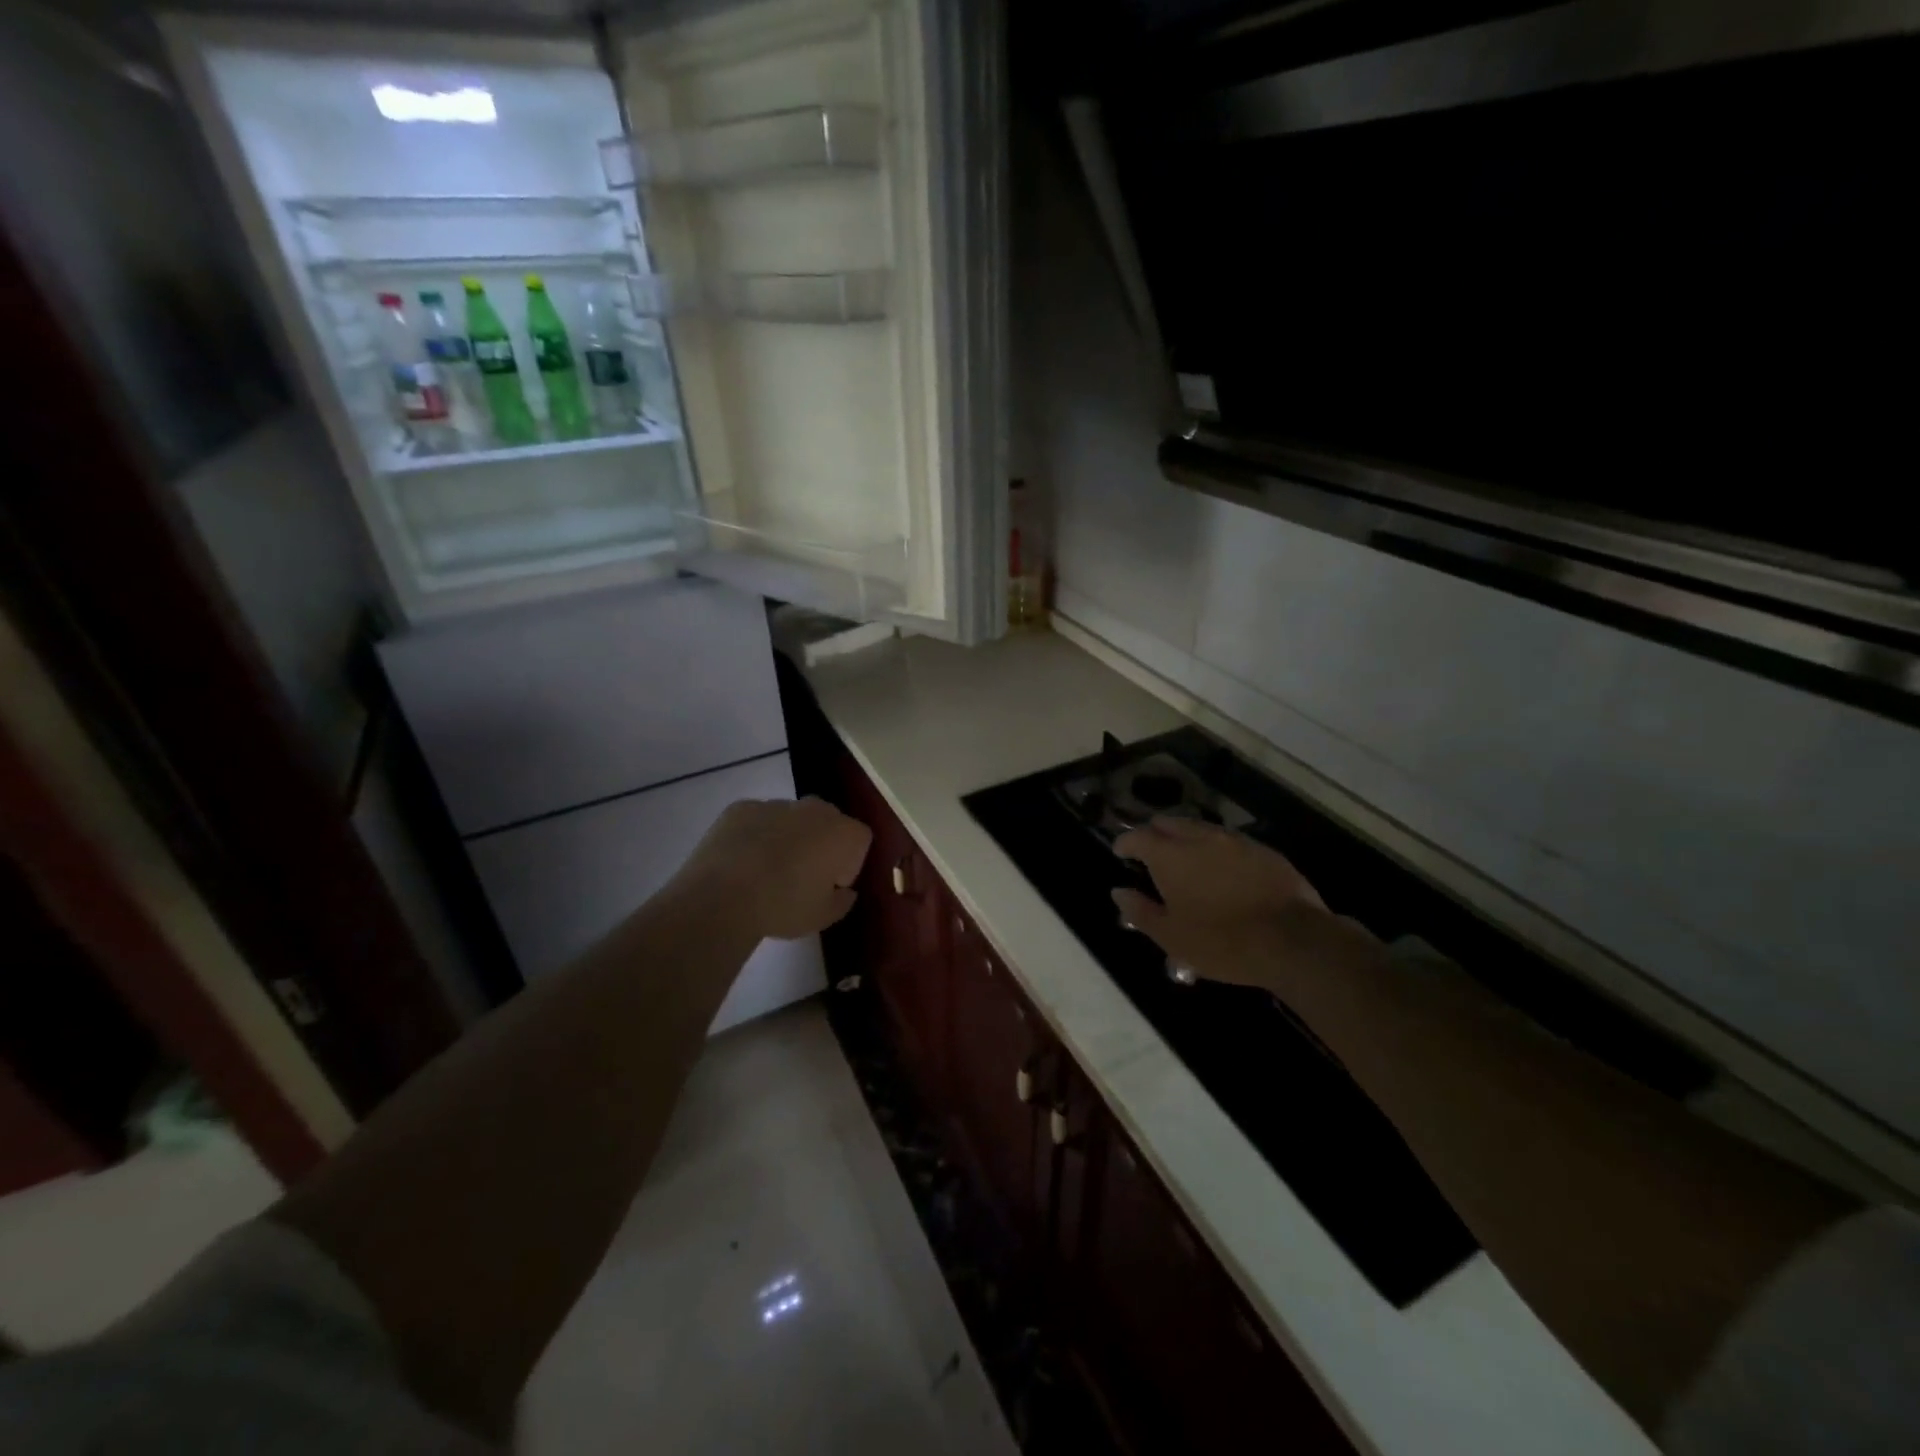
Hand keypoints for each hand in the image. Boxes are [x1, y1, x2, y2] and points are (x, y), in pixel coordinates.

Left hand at [674, 797, 872, 940]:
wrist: (721, 896)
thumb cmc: (784, 906)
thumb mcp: (823, 917)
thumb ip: (842, 901)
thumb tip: (844, 891)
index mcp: (843, 833)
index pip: (860, 841)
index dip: (849, 865)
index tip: (831, 886)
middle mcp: (814, 809)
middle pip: (828, 821)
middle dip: (821, 843)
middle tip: (803, 876)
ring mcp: (776, 804)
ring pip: (792, 818)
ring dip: (788, 837)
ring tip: (767, 870)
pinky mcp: (741, 807)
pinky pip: (758, 819)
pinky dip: (755, 834)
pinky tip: (741, 862)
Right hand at [1111, 817, 1367, 990]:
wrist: (1293, 941)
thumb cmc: (1222, 942)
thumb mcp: (1172, 936)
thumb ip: (1140, 911)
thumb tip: (1119, 892)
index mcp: (1170, 856)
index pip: (1138, 836)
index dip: (1125, 843)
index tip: (1120, 852)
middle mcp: (1199, 838)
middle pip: (1169, 823)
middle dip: (1155, 833)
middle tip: (1150, 851)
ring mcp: (1234, 841)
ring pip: (1200, 828)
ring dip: (1186, 837)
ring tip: (1184, 857)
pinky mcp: (1263, 850)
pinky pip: (1229, 841)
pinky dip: (1216, 848)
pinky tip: (1220, 867)